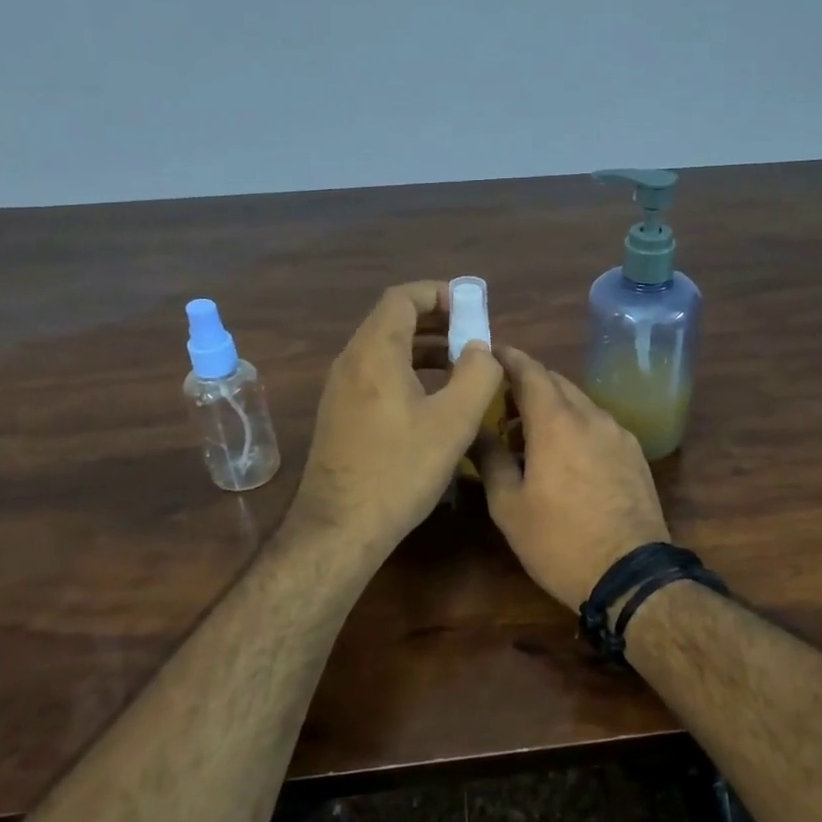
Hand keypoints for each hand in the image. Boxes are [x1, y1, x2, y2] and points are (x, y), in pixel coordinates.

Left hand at [292, 282, 503, 556]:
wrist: (340, 527)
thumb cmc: (400, 470)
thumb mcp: (453, 422)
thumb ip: (477, 375)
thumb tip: (481, 349)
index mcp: (375, 352)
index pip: (403, 298)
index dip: (440, 294)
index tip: (472, 309)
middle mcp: (351, 361)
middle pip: (392, 319)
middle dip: (436, 320)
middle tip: (472, 337)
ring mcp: (340, 388)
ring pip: (384, 348)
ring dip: (423, 347)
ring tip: (460, 365)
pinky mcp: (340, 413)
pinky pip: (376, 373)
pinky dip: (407, 370)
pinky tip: (432, 398)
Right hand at [477, 347, 669, 608]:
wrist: (631, 574)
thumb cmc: (559, 541)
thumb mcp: (509, 506)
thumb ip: (490, 459)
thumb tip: (475, 431)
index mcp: (556, 422)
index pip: (529, 370)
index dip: (506, 357)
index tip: (487, 353)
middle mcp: (591, 416)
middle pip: (556, 382)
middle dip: (527, 383)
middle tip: (500, 404)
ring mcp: (618, 433)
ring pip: (579, 403)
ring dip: (552, 407)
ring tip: (528, 435)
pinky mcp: (635, 453)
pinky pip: (598, 424)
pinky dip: (575, 425)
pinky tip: (564, 455)